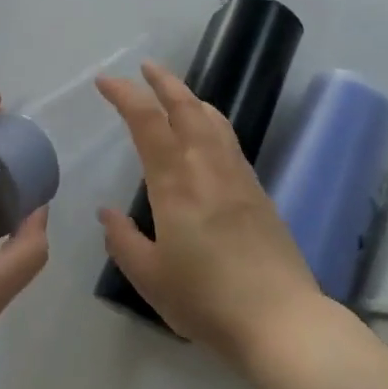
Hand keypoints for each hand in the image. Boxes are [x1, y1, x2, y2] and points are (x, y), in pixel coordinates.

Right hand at [97, 62, 325, 375]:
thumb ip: (123, 241)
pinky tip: (207, 135)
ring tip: (176, 94)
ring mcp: (237, 176)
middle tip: (145, 68)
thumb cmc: (207, 300)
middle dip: (163, 82)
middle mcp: (207, 167)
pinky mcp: (258, 191)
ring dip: (190, 98)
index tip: (106, 82)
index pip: (147, 121)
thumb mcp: (150, 278)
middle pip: (186, 107)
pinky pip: (229, 140)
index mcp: (175, 182)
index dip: (125, 95)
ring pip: (213, 119)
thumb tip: (107, 213)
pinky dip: (211, 121)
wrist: (281, 321)